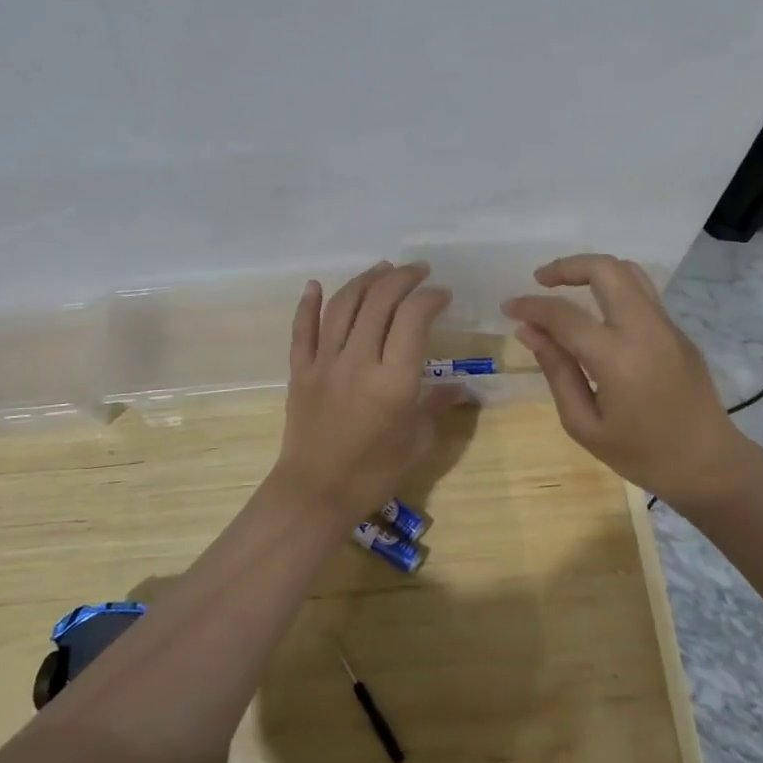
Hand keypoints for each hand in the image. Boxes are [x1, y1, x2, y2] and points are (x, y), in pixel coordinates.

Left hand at [274, 261, 466, 523]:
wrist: (315, 494)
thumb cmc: (373, 472)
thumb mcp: (418, 442)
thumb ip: (439, 406)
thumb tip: (463, 387)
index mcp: (393, 379)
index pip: (413, 318)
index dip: (430, 297)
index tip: (442, 294)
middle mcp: (359, 360)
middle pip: (379, 301)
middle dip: (402, 278)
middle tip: (418, 271)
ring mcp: (325, 362)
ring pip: (342, 306)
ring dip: (364, 280)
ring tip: (382, 269)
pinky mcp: (300, 370)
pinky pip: (302, 329)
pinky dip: (307, 303)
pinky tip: (315, 284)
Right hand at [503, 254, 747, 507]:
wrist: (709, 465)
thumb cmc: (641, 455)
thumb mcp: (585, 424)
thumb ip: (557, 370)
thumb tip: (529, 331)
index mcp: (618, 358)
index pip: (565, 315)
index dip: (531, 306)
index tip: (509, 307)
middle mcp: (645, 329)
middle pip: (605, 269)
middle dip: (567, 266)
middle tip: (540, 281)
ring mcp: (667, 326)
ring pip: (629, 272)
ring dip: (593, 270)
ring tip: (566, 287)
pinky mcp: (678, 331)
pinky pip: (642, 294)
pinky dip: (612, 289)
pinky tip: (595, 314)